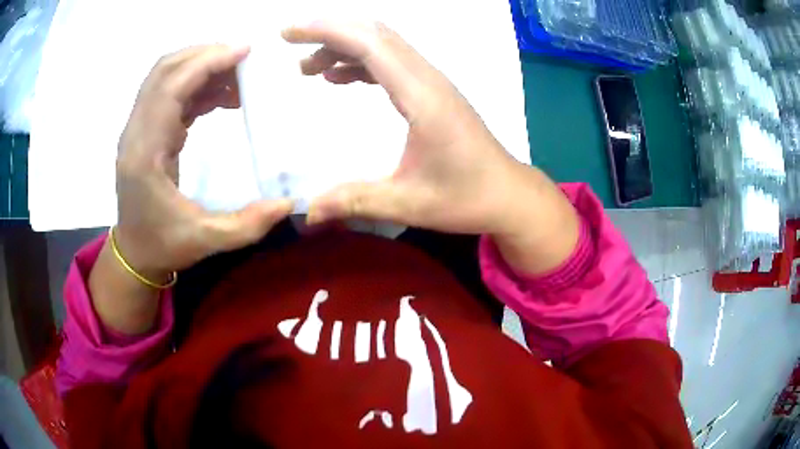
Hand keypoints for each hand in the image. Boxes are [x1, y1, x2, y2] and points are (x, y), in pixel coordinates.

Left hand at [115, 45, 293, 280]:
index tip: (244, 52)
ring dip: (202, 67)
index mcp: (143, 153)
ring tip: (239, 77)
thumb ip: (247, 224)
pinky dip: (198, 85)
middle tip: (244, 59)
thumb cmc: (163, 245)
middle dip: (205, 55)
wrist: (134, 252)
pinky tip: (223, 96)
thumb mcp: (205, 240)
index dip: (206, 62)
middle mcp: (136, 132)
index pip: (171, 88)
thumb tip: (289, 203)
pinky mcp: (147, 129)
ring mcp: (139, 128)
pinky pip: (172, 92)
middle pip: (165, 70)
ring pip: (167, 76)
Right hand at [284, 22, 578, 274]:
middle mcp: (428, 79)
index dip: (326, 31)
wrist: (508, 194)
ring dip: (343, 46)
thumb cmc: (467, 198)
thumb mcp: (409, 204)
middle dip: (329, 30)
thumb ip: (356, 202)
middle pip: (375, 33)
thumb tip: (306, 212)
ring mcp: (432, 82)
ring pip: (383, 44)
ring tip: (308, 68)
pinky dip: (360, 62)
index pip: (369, 43)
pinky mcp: (432, 92)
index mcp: (421, 97)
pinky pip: (391, 63)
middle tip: (291, 40)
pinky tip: (339, 78)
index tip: (288, 33)